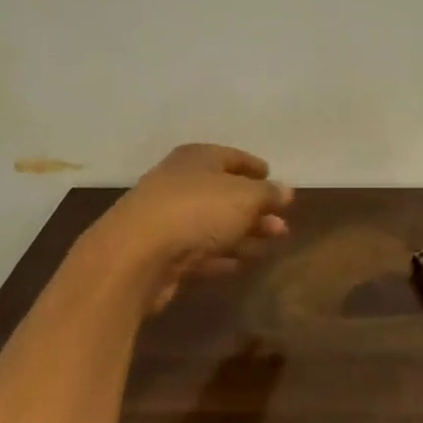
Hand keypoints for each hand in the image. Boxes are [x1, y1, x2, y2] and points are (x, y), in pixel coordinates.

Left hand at [89, 143, 292, 311]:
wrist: (136, 255)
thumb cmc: (197, 211)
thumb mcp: (244, 197)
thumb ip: (268, 194)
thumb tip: (286, 191)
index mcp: (196, 159)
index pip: (231, 157)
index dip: (253, 167)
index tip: (273, 178)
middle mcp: (179, 183)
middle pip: (224, 194)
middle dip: (255, 209)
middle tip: (281, 225)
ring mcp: (167, 218)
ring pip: (214, 223)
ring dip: (243, 234)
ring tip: (270, 245)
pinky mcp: (161, 252)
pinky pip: (199, 250)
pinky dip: (220, 255)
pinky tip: (240, 265)